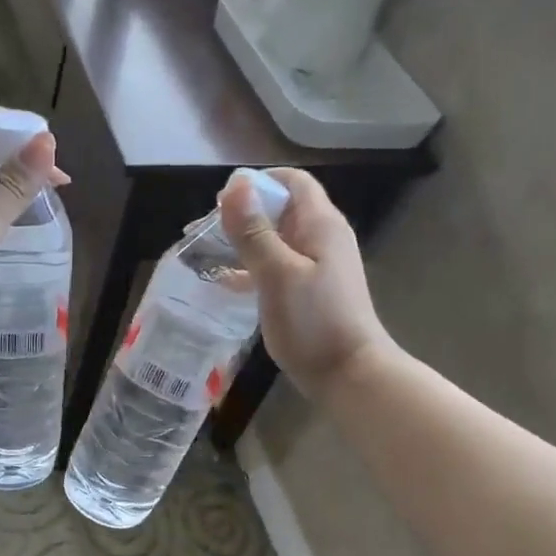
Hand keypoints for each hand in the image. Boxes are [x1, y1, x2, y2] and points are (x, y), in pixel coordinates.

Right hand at [219, 168, 395, 397]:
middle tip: (205, 231)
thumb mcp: (277, 273)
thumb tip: (234, 185)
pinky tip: (226, 283)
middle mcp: (322, 237)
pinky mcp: (310, 291)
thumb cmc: (313, 321)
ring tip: (207, 254)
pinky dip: (252, 268)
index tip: (221, 202)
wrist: (349, 374)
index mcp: (320, 224)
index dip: (257, 183)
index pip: (292, 182)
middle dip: (244, 212)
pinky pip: (277, 266)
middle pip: (281, 209)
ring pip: (276, 239)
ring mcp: (318, 265)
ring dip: (244, 241)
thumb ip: (254, 231)